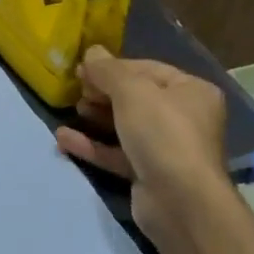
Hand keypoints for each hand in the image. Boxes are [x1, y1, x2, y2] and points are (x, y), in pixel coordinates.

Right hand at [54, 47, 232, 251]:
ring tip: (71, 109)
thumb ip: (108, 70)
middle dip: (103, 93)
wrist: (180, 202)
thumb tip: (91, 51)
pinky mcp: (149, 174)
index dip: (113, 67)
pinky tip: (63, 139)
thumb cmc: (162, 134)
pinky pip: (117, 153)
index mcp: (191, 91)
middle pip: (136, 98)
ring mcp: (167, 148)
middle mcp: (184, 118)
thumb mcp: (132, 92)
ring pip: (125, 126)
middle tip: (75, 90)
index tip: (82, 69)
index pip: (147, 69)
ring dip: (95, 118)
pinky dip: (93, 145)